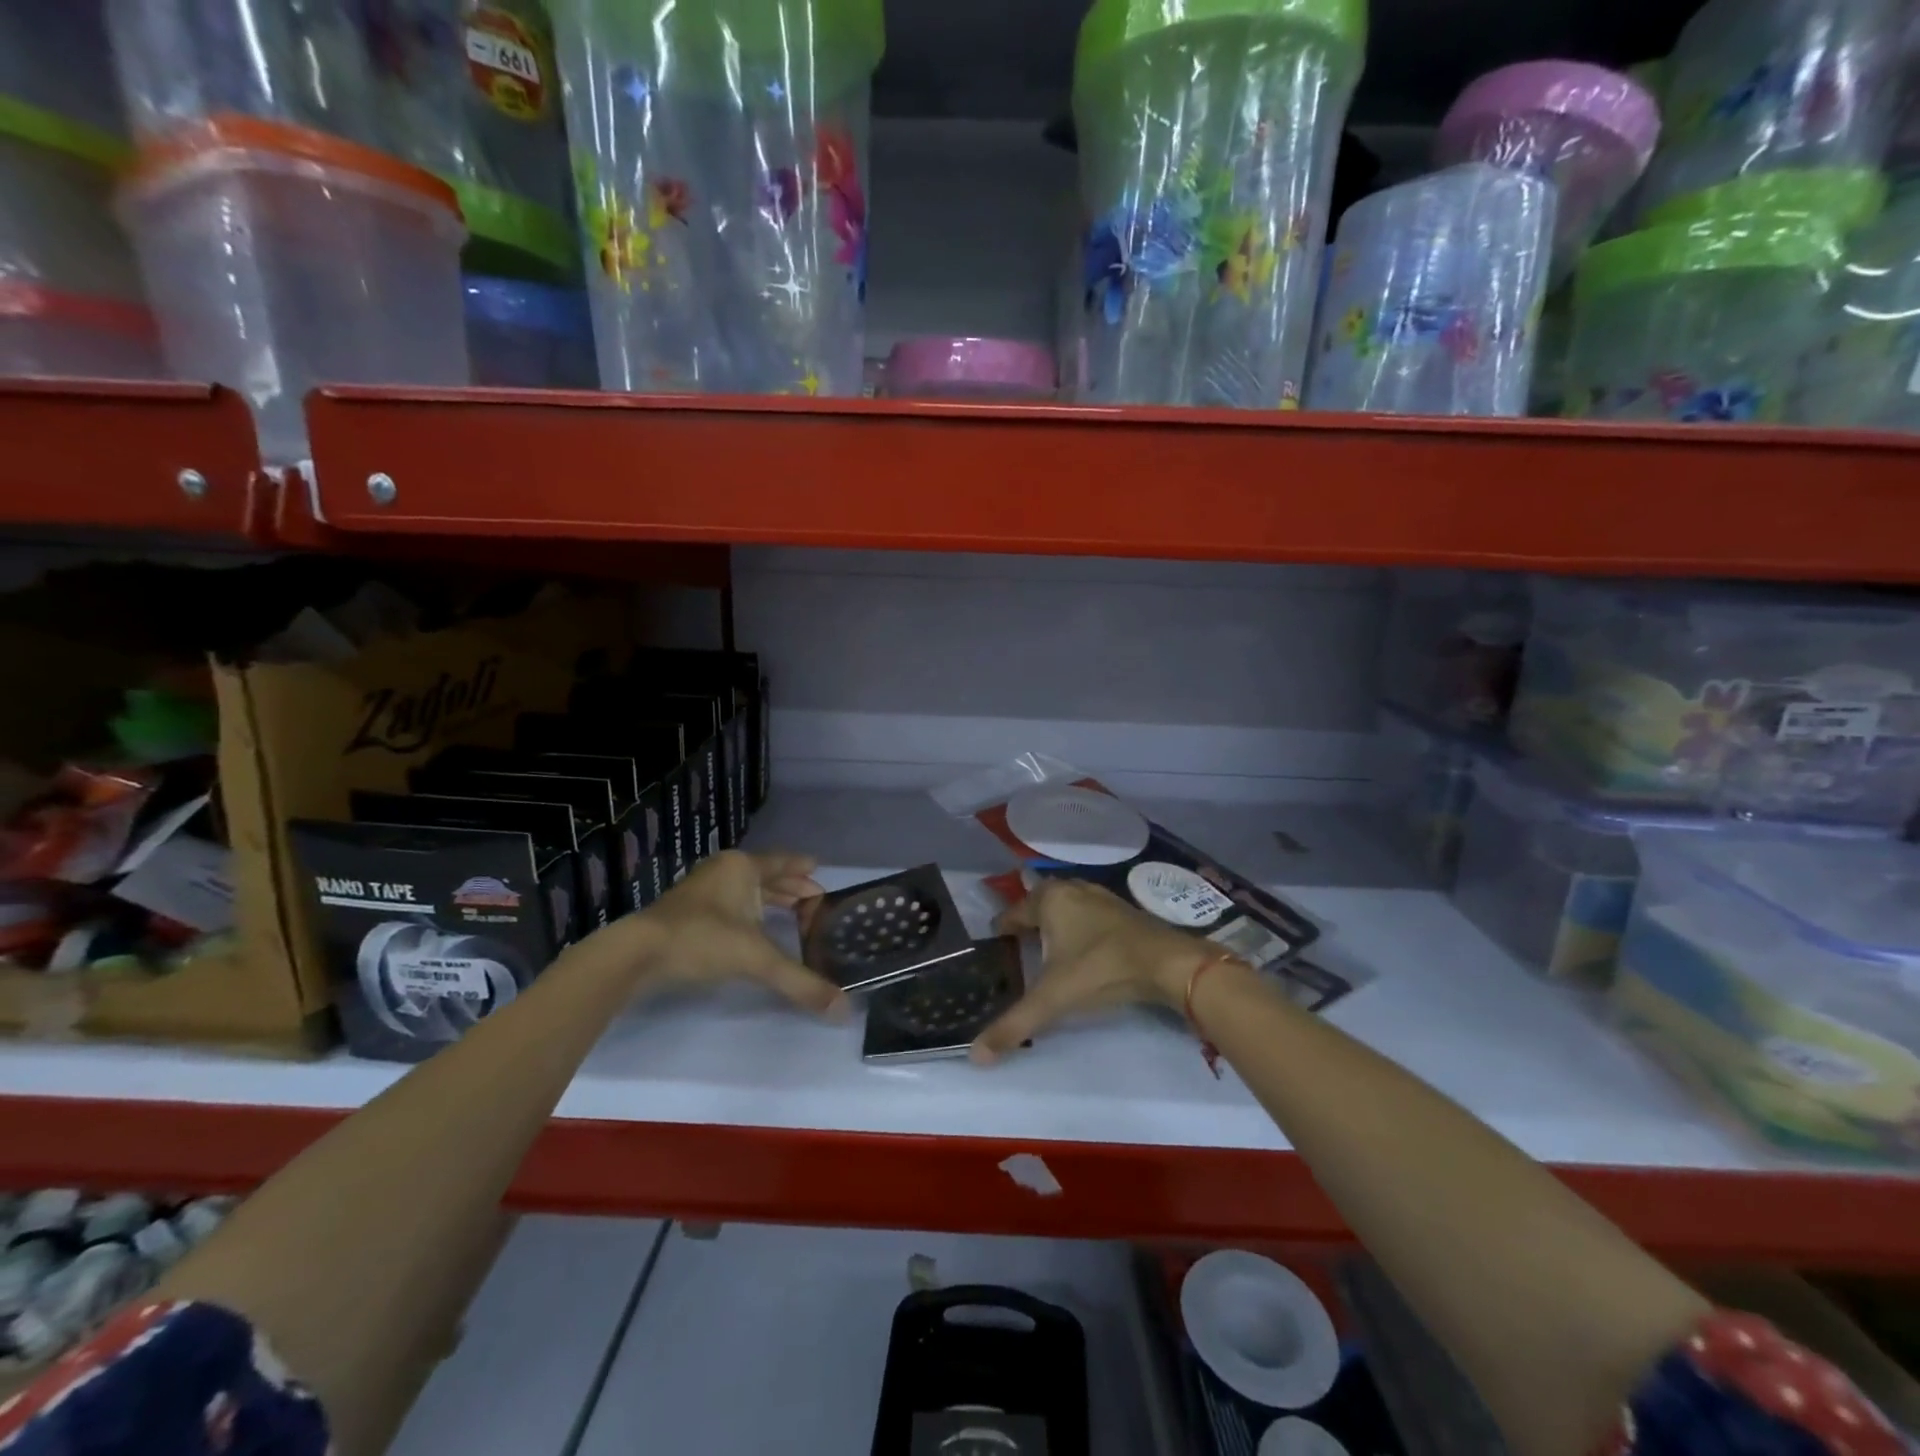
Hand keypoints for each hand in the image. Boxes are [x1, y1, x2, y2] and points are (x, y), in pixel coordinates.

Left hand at [632, 850, 849, 1018]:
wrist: (635, 954)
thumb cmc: (701, 940)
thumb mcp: (756, 960)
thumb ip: (800, 982)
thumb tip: (843, 1010)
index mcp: (743, 868)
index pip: (783, 863)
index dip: (804, 869)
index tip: (821, 871)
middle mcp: (724, 871)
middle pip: (766, 875)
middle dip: (791, 888)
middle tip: (816, 901)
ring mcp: (702, 889)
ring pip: (746, 890)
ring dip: (769, 900)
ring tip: (792, 914)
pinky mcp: (686, 911)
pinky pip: (730, 903)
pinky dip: (749, 912)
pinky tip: (754, 929)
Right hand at [970, 878, 1211, 1063]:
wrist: (1167, 962)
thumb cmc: (1100, 969)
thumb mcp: (1052, 999)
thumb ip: (1013, 1025)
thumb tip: (975, 1057)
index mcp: (1048, 899)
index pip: (1012, 913)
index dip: (1001, 932)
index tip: (995, 951)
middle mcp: (1071, 889)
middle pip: (1038, 904)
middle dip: (1027, 923)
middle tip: (1017, 951)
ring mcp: (1099, 896)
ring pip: (1065, 907)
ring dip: (1054, 924)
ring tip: (1046, 950)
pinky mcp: (1122, 910)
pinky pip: (1087, 914)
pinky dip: (1078, 928)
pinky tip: (1081, 950)